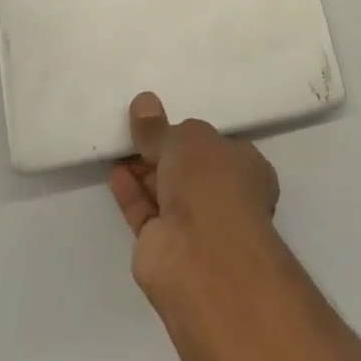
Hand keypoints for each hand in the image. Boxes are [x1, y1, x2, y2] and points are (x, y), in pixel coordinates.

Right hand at [109, 93, 281, 305]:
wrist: (202, 257)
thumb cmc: (210, 184)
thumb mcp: (185, 139)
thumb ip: (160, 127)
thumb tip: (143, 103)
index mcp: (245, 168)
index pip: (218, 146)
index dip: (191, 135)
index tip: (164, 121)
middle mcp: (224, 196)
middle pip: (189, 169)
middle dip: (164, 152)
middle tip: (134, 128)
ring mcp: (195, 225)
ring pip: (166, 191)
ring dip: (144, 170)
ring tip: (118, 143)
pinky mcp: (165, 247)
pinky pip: (145, 212)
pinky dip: (131, 192)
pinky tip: (114, 171)